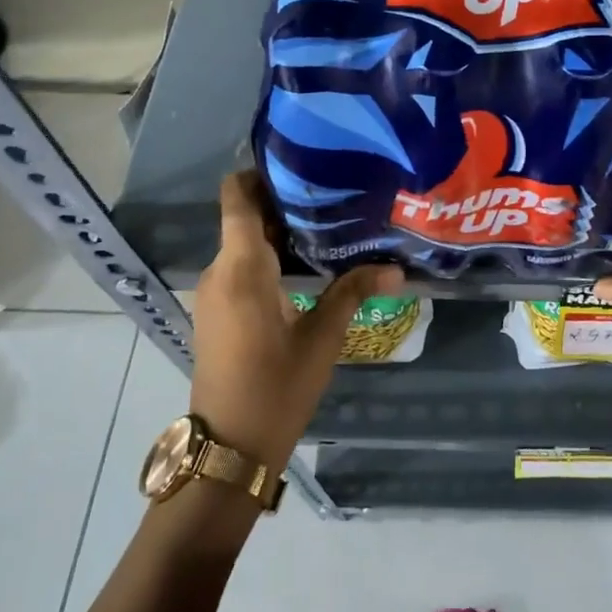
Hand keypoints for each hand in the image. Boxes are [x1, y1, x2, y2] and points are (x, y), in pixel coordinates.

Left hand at [190, 171, 401, 473]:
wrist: (230, 446)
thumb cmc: (277, 387)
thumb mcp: (322, 338)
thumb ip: (354, 292)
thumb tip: (397, 268)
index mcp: (241, 267)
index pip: (236, 196)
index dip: (259, 173)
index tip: (300, 165)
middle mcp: (220, 271)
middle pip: (244, 217)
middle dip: (282, 201)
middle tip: (332, 194)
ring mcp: (214, 292)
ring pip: (242, 243)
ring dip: (277, 231)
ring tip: (326, 225)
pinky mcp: (217, 311)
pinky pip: (240, 267)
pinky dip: (268, 257)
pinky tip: (305, 266)